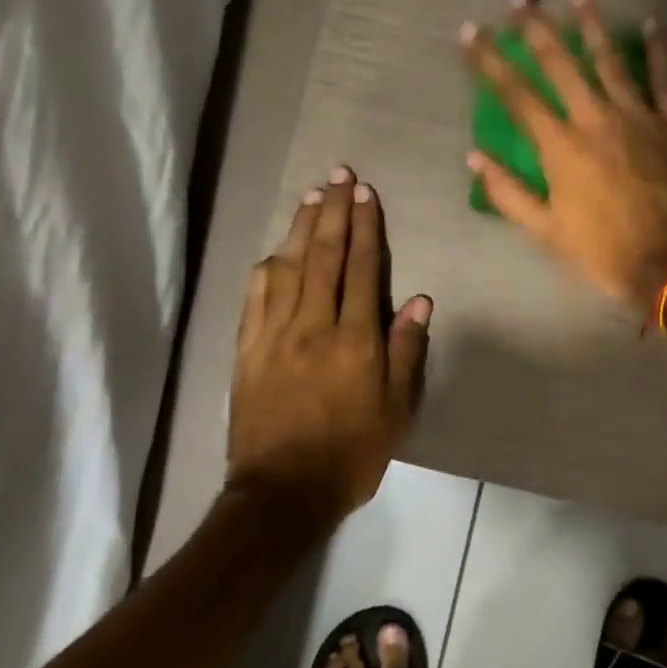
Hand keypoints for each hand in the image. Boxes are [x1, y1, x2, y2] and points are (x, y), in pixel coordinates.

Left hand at [227, 167, 431, 523]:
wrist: (282, 492)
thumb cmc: (351, 453)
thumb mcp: (396, 409)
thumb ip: (407, 351)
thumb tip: (418, 300)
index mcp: (355, 339)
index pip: (361, 268)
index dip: (365, 227)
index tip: (366, 193)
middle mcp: (313, 325)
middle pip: (323, 255)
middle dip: (333, 211)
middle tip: (339, 174)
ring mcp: (275, 334)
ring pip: (288, 267)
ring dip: (300, 227)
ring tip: (312, 195)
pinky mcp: (247, 349)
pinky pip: (256, 296)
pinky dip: (268, 267)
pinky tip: (276, 251)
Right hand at [463, 0, 666, 308]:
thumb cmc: (604, 251)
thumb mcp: (546, 231)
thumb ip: (508, 192)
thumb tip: (474, 157)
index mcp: (561, 146)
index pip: (517, 94)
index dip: (490, 61)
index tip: (471, 31)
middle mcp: (597, 119)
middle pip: (563, 65)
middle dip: (538, 30)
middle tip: (521, 0)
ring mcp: (641, 116)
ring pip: (613, 61)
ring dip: (594, 28)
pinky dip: (661, 51)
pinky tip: (654, 24)